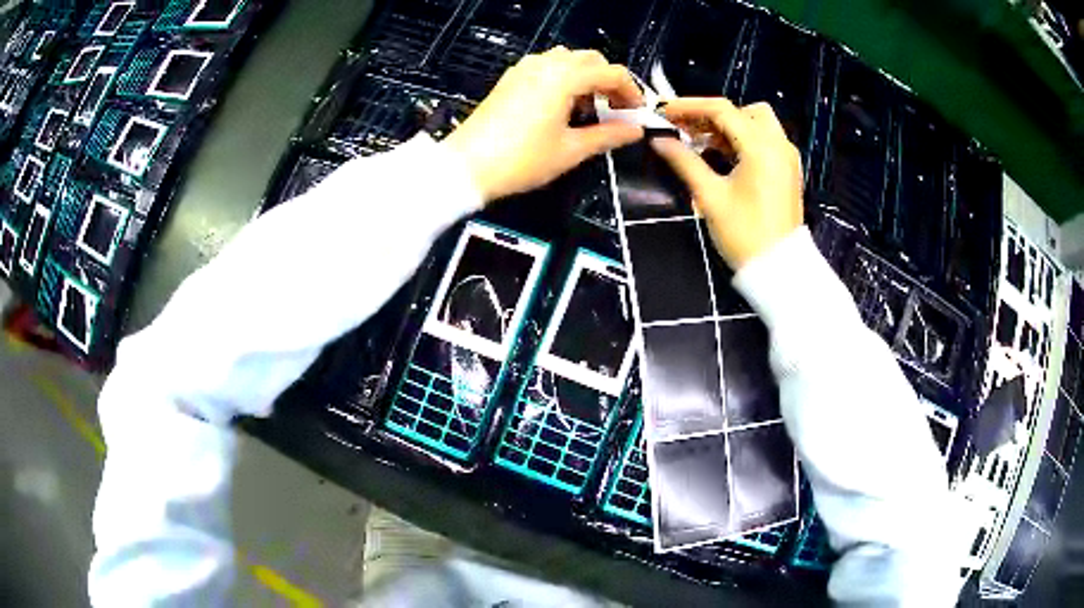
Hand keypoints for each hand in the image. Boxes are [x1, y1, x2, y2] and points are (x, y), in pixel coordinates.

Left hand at [445, 47, 643, 201]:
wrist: (466, 166)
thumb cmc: (522, 159)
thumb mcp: (570, 150)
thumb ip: (608, 136)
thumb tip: (635, 131)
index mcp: (564, 77)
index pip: (611, 72)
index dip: (631, 91)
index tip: (638, 113)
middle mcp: (545, 64)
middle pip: (590, 59)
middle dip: (609, 81)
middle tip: (616, 110)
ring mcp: (524, 69)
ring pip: (567, 60)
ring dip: (586, 77)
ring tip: (589, 109)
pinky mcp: (510, 79)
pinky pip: (546, 67)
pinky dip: (563, 78)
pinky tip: (562, 106)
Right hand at [650, 99, 803, 269]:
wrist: (779, 270)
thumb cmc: (744, 234)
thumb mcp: (710, 196)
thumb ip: (684, 161)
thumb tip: (659, 140)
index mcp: (761, 147)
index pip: (722, 110)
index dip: (689, 106)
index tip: (664, 113)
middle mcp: (779, 144)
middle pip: (744, 110)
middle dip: (713, 114)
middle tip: (686, 129)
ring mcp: (787, 157)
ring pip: (756, 124)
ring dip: (728, 127)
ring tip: (700, 143)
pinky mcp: (788, 171)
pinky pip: (765, 141)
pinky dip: (743, 140)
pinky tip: (722, 156)